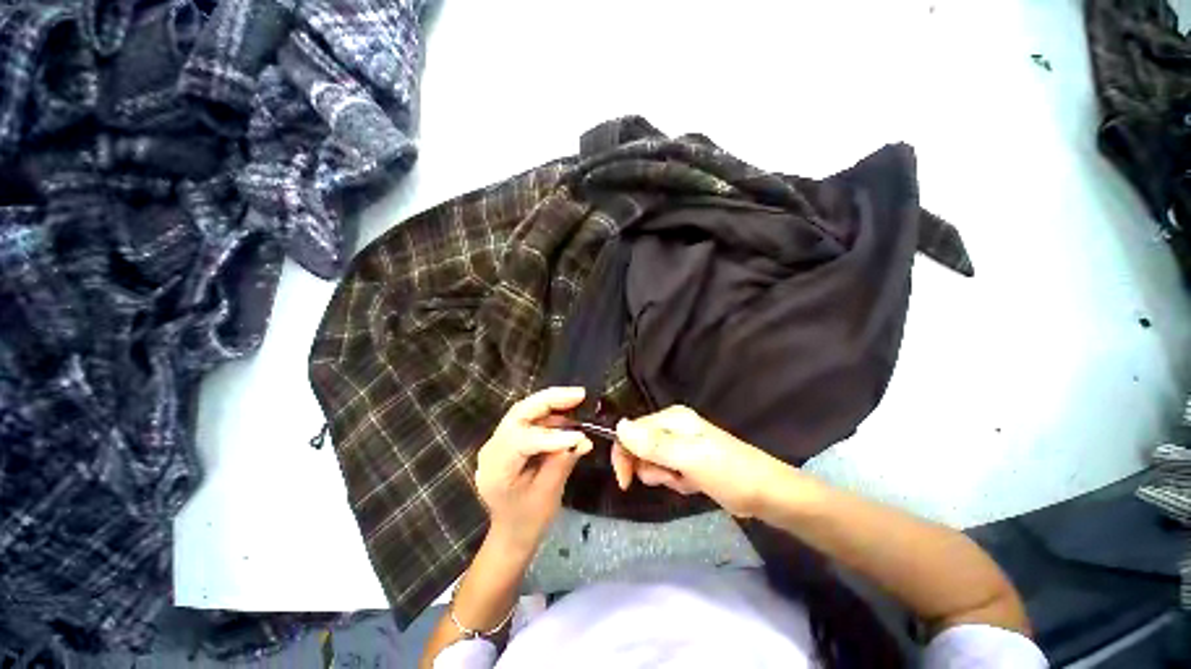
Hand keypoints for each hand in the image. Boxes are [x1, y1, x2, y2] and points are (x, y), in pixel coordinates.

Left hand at [475, 387, 592, 553]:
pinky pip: (529, 418)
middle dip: (550, 400)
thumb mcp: (548, 495)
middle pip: (519, 413)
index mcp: (496, 469)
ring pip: (524, 410)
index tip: (581, 436)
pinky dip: (550, 412)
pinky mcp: (509, 438)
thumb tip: (584, 440)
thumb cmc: (529, 520)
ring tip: (577, 398)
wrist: (512, 532)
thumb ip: (562, 462)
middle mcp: (492, 448)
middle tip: (579, 394)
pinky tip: (568, 411)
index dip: (552, 437)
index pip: (522, 442)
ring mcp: (499, 440)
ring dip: (552, 402)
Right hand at [612, 405, 786, 516]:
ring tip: (685, 479)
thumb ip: (652, 444)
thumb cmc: (727, 472)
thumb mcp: (688, 458)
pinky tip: (692, 483)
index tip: (626, 482)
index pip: (631, 430)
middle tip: (669, 477)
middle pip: (639, 446)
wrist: (765, 493)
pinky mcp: (686, 459)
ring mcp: (680, 443)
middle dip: (649, 467)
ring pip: (651, 461)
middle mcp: (672, 426)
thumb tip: (618, 426)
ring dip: (663, 476)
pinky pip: (666, 470)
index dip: (624, 454)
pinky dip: (674, 480)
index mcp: (671, 418)